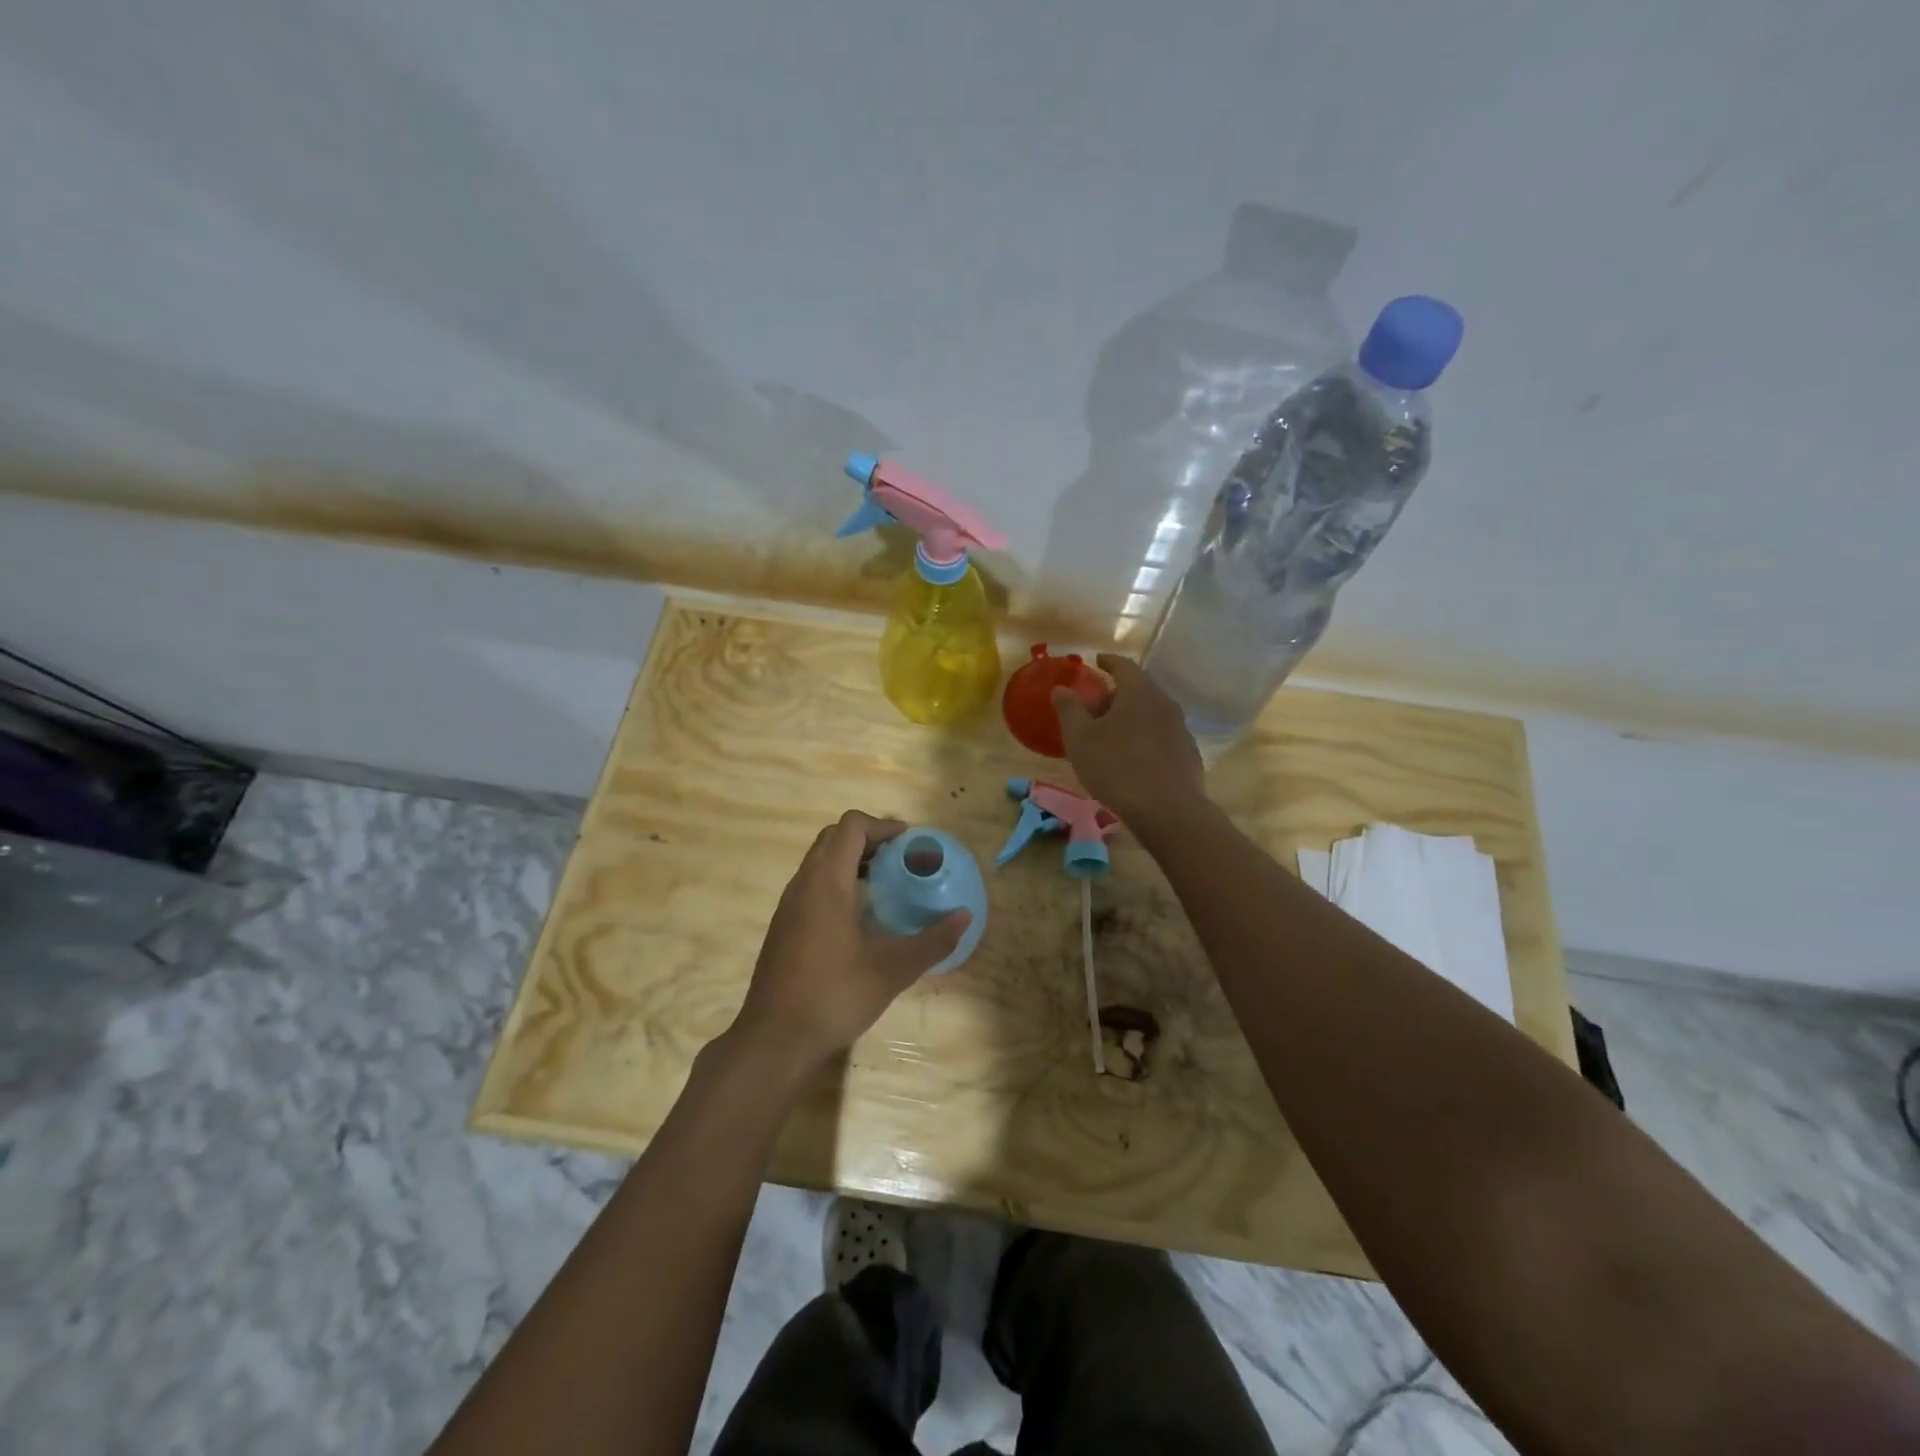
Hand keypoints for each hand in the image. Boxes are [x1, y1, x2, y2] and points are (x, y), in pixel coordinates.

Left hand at [729, 811, 969, 1073]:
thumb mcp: (892, 969)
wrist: (774, 1039)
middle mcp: (802, 884)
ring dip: (851, 861)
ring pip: (819, 862)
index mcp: (826, 882)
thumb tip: (965, 918)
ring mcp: (788, 906)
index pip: (851, 826)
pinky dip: (837, 882)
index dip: (883, 826)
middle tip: (900, 860)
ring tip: (885, 885)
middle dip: (869, 839)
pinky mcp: (783, 927)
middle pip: (833, 838)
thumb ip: (932, 941)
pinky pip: (811, 885)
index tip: (910, 844)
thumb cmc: (834, 995)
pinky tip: (859, 917)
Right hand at [1052, 655, 1205, 824]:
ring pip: (1151, 715)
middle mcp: (1164, 703)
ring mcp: (1181, 729)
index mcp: (1139, 692)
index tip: (1096, 662)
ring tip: (1112, 737)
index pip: (1123, 666)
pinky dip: (1145, 740)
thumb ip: (1069, 709)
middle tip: (1095, 709)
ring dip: (1132, 719)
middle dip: (1116, 696)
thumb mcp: (1080, 738)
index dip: (1107, 662)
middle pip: (1139, 690)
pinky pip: (1162, 738)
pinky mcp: (1188, 755)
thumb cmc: (1116, 767)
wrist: (1167, 810)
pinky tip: (1134, 760)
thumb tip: (1061, 688)